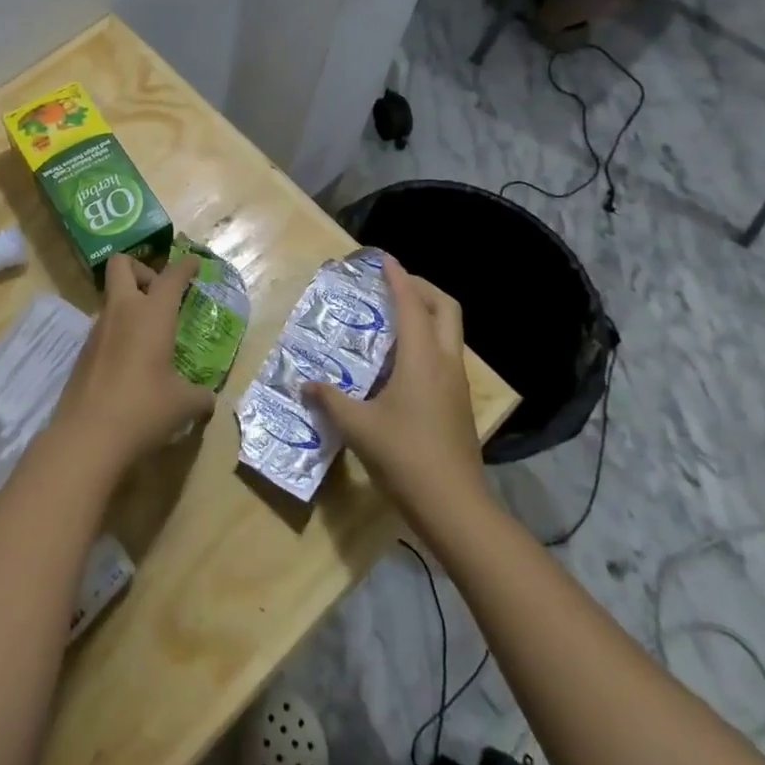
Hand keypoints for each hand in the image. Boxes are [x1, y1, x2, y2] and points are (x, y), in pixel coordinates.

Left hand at [46, 254, 217, 475]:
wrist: (87, 436)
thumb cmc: (144, 409)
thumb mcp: (183, 405)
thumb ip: (200, 397)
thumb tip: (208, 401)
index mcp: (152, 314)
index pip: (171, 276)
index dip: (185, 266)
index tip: (194, 263)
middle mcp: (122, 312)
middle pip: (122, 265)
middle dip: (142, 269)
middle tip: (159, 293)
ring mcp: (97, 330)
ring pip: (111, 299)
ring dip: (130, 306)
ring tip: (149, 338)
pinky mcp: (82, 352)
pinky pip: (104, 329)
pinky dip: (119, 334)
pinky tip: (131, 364)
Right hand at [300, 255, 489, 518]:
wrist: (455, 506)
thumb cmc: (405, 456)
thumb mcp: (358, 426)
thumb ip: (330, 399)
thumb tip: (305, 384)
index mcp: (422, 358)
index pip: (412, 304)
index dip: (398, 277)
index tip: (383, 258)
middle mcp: (445, 362)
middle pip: (445, 308)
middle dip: (422, 288)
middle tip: (393, 285)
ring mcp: (457, 384)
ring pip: (449, 332)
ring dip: (426, 314)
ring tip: (392, 318)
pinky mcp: (459, 403)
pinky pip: (445, 355)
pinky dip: (427, 341)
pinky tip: (400, 361)